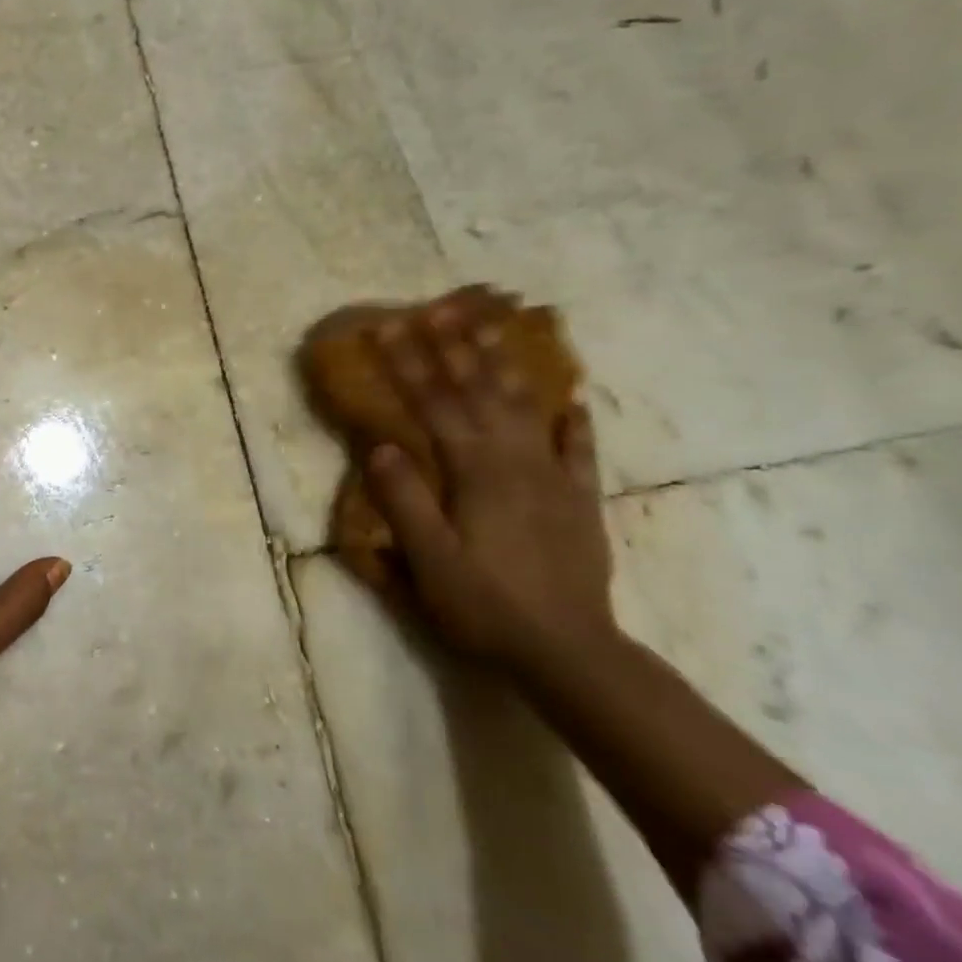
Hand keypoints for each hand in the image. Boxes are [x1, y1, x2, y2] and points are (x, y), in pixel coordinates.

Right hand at [363, 307, 614, 667]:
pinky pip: (580, 451)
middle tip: (438, 307)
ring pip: (528, 407)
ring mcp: (554, 479)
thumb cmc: (486, 607)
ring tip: (495, 329)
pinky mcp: (579, 502)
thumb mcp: (430, 561)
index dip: (408, 364)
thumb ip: (405, 502)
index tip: (386, 328)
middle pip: (482, 392)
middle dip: (456, 347)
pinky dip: (575, 423)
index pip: (435, 404)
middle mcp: (517, 462)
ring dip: (507, 365)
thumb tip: (382, 446)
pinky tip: (574, 402)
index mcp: (476, 472)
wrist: (570, 653)